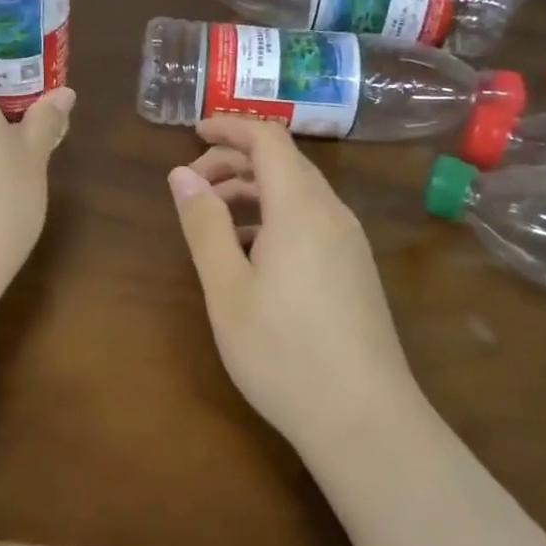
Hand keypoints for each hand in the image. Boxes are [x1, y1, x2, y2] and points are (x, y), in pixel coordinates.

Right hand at [169, 119, 545, 545]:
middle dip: (236, 160)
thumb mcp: (227, 288)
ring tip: (214, 215)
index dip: (231, 127)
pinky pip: (312, 221)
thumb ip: (203, 225)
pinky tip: (251, 252)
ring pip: (299, 193)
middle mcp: (332, 214)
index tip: (194, 132)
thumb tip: (182, 174)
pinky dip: (276, 216)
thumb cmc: (282, 352)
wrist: (363, 418)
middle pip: (285, 163)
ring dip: (255, 190)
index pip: (269, 139)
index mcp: (300, 208)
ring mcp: (350, 242)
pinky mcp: (356, 269)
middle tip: (193, 182)